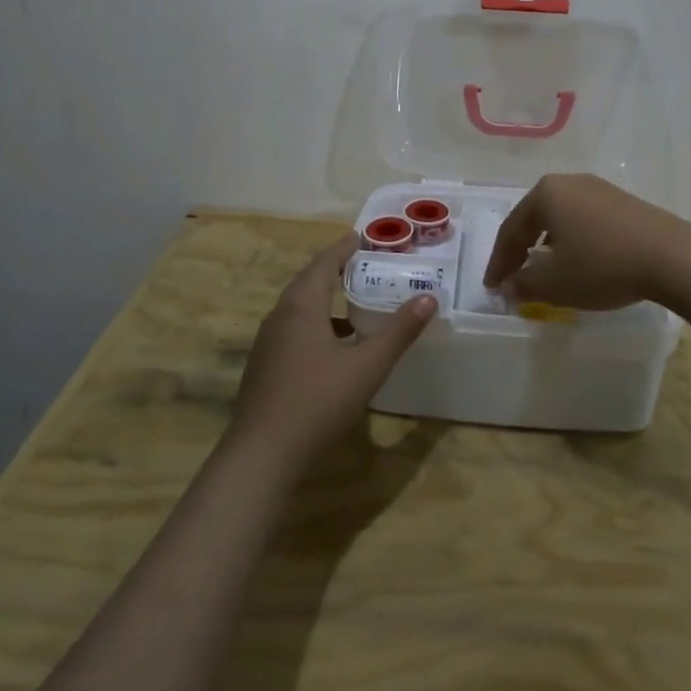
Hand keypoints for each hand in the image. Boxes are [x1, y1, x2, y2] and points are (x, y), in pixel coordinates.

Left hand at [229, 237, 436, 467]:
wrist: (262, 453)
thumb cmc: (317, 401)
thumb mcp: (367, 366)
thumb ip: (398, 332)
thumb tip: (428, 299)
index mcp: (302, 306)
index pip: (324, 262)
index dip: (344, 248)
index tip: (362, 236)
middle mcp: (280, 315)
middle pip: (308, 281)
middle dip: (334, 268)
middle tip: (362, 263)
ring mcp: (268, 342)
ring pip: (299, 307)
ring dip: (325, 297)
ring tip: (354, 301)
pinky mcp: (265, 365)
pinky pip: (293, 328)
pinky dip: (316, 322)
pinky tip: (334, 345)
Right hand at [483, 174, 690, 310]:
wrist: (672, 257)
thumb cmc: (602, 266)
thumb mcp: (555, 283)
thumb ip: (524, 284)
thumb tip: (508, 286)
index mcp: (545, 194)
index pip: (511, 230)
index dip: (499, 262)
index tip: (492, 287)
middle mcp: (569, 182)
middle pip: (534, 218)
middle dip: (521, 250)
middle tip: (512, 277)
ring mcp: (599, 189)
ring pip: (560, 218)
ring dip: (547, 245)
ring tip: (544, 270)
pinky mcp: (623, 202)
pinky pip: (585, 220)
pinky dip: (573, 241)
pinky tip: (579, 260)